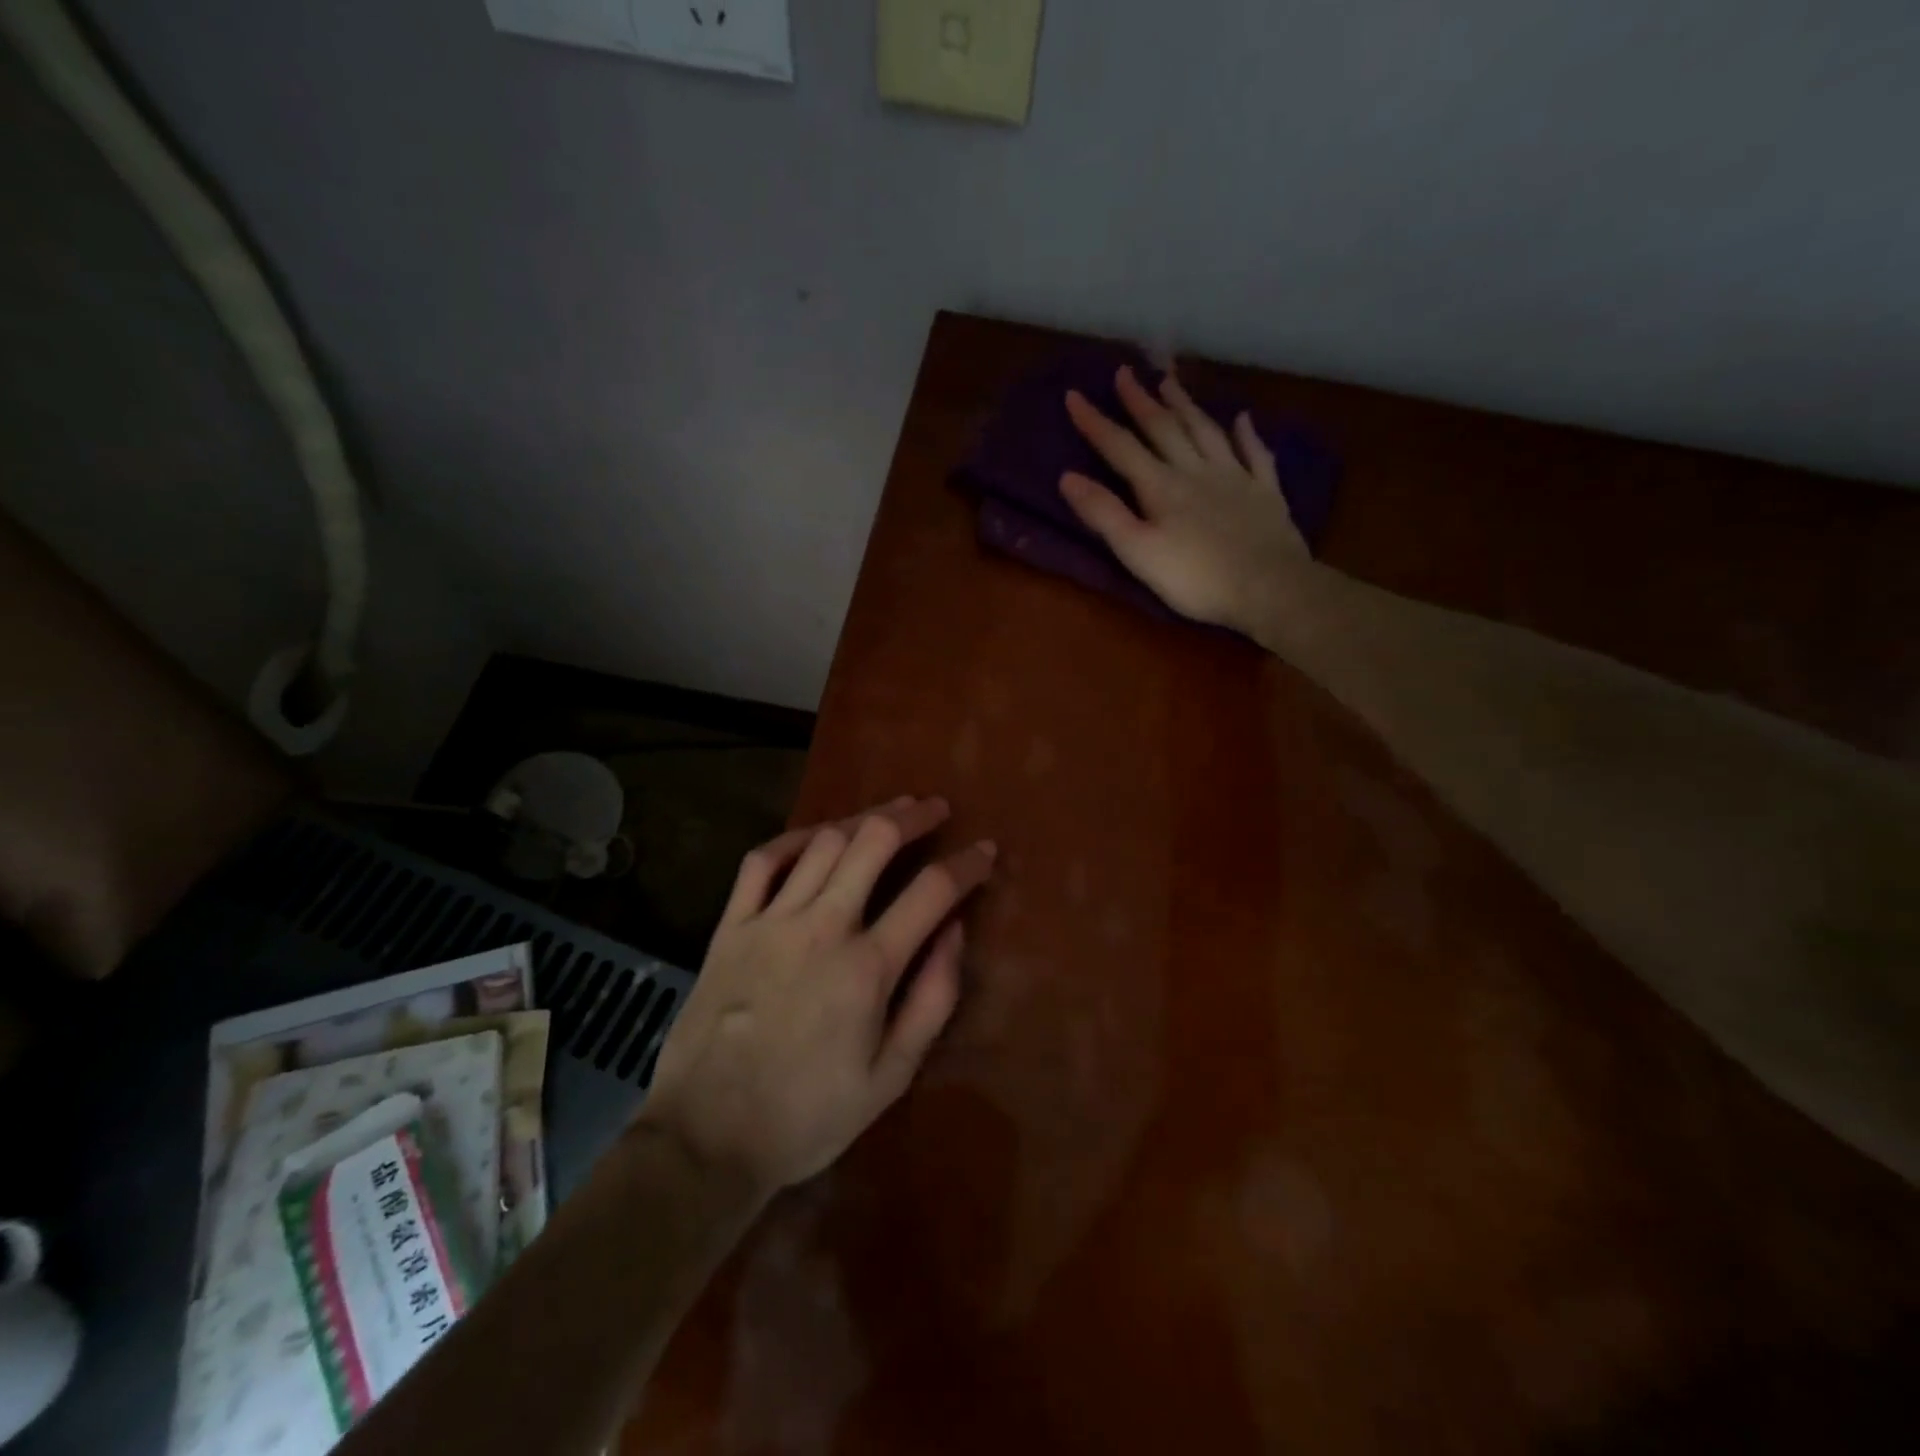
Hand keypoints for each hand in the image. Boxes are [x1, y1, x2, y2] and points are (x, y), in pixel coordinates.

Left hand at [639, 797, 994, 1196]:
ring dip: (862, 818)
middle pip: (874, 842)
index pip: (932, 892)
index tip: (985, 851)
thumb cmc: (808, 1116)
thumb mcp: (891, 1077)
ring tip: (888, 812)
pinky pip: (762, 862)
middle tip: (936, 809)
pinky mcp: (731, 926)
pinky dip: (792, 838)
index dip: (966, 865)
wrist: (706, 1139)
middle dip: (913, 817)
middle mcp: (822, 927)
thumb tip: (955, 932)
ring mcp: (771, 920)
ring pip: (823, 842)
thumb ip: (932, 1000)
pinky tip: (816, 835)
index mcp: (868, 967)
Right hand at [1060, 366, 1310, 634]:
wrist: (1269, 587)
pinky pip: (1255, 454)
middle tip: (1125, 373)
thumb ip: (1104, 514)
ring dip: (1186, 406)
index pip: (1121, 448)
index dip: (1095, 422)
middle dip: (1141, 401)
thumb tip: (1067, 477)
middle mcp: (1196, 471)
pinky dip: (1247, 434)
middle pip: (1164, 429)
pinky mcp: (1266, 493)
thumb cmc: (1195, 578)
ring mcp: (1235, 478)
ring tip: (1171, 382)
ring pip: (1206, 432)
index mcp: (1161, 487)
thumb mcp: (1137, 551)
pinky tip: (1243, 418)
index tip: (1074, 394)